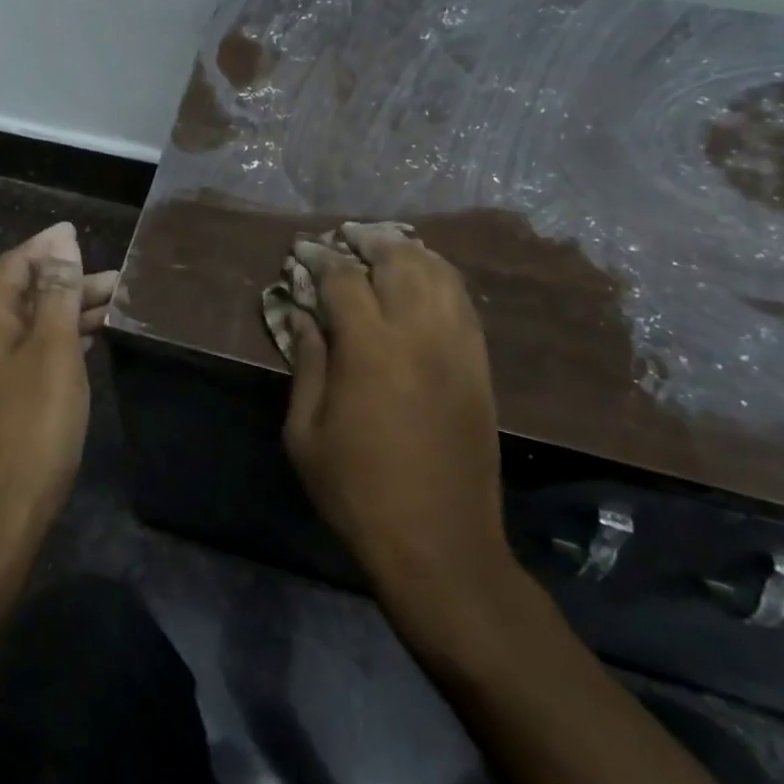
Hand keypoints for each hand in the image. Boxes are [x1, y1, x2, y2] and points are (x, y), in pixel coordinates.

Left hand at [0, 222, 116, 558]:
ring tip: (108, 312)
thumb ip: (57, 293)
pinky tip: (79, 349)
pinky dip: (49, 345)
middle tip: (114, 282)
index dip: (46, 247)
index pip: (13, 266)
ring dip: (61, 316)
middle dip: (65, 285)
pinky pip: (19, 358)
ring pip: (22, 330)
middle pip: (19, 298)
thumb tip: (60, 244)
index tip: (75, 234)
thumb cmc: (32, 426)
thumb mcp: (53, 351)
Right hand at [284, 225, 517, 635]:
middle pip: (399, 262)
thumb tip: (302, 317)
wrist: (440, 545)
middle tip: (348, 238)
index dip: (321, 259)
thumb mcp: (305, 434)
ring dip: (410, 253)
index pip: (343, 279)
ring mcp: (457, 349)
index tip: (304, 252)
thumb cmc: (357, 492)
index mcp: (369, 349)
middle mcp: (418, 335)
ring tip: (387, 248)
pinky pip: (465, 305)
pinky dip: (444, 280)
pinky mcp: (480, 368)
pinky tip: (427, 280)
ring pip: (440, 276)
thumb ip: (306, 365)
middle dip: (370, 241)